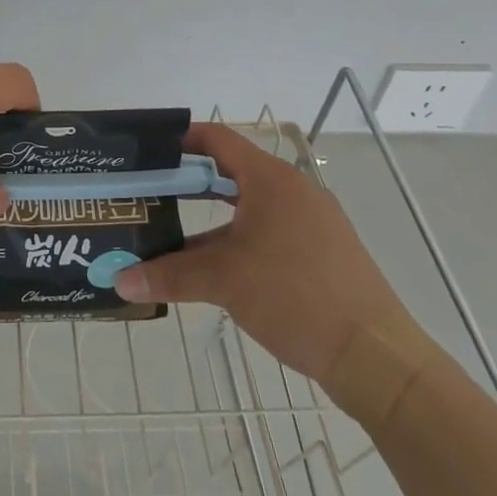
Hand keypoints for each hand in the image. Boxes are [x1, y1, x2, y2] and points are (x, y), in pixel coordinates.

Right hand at [114, 123, 414, 389]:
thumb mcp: (224, 281)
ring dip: (212, 219)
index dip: (182, 139)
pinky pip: (271, 232)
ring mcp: (313, 223)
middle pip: (232, 173)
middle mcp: (294, 191)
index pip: (218, 139)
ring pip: (250, 208)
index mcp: (271, 180)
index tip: (149, 151)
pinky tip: (217, 269)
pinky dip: (239, 240)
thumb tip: (119, 281)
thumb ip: (169, 275)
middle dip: (190, 184)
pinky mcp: (324, 253)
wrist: (377, 356)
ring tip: (173, 235)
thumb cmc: (295, 296)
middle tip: (151, 194)